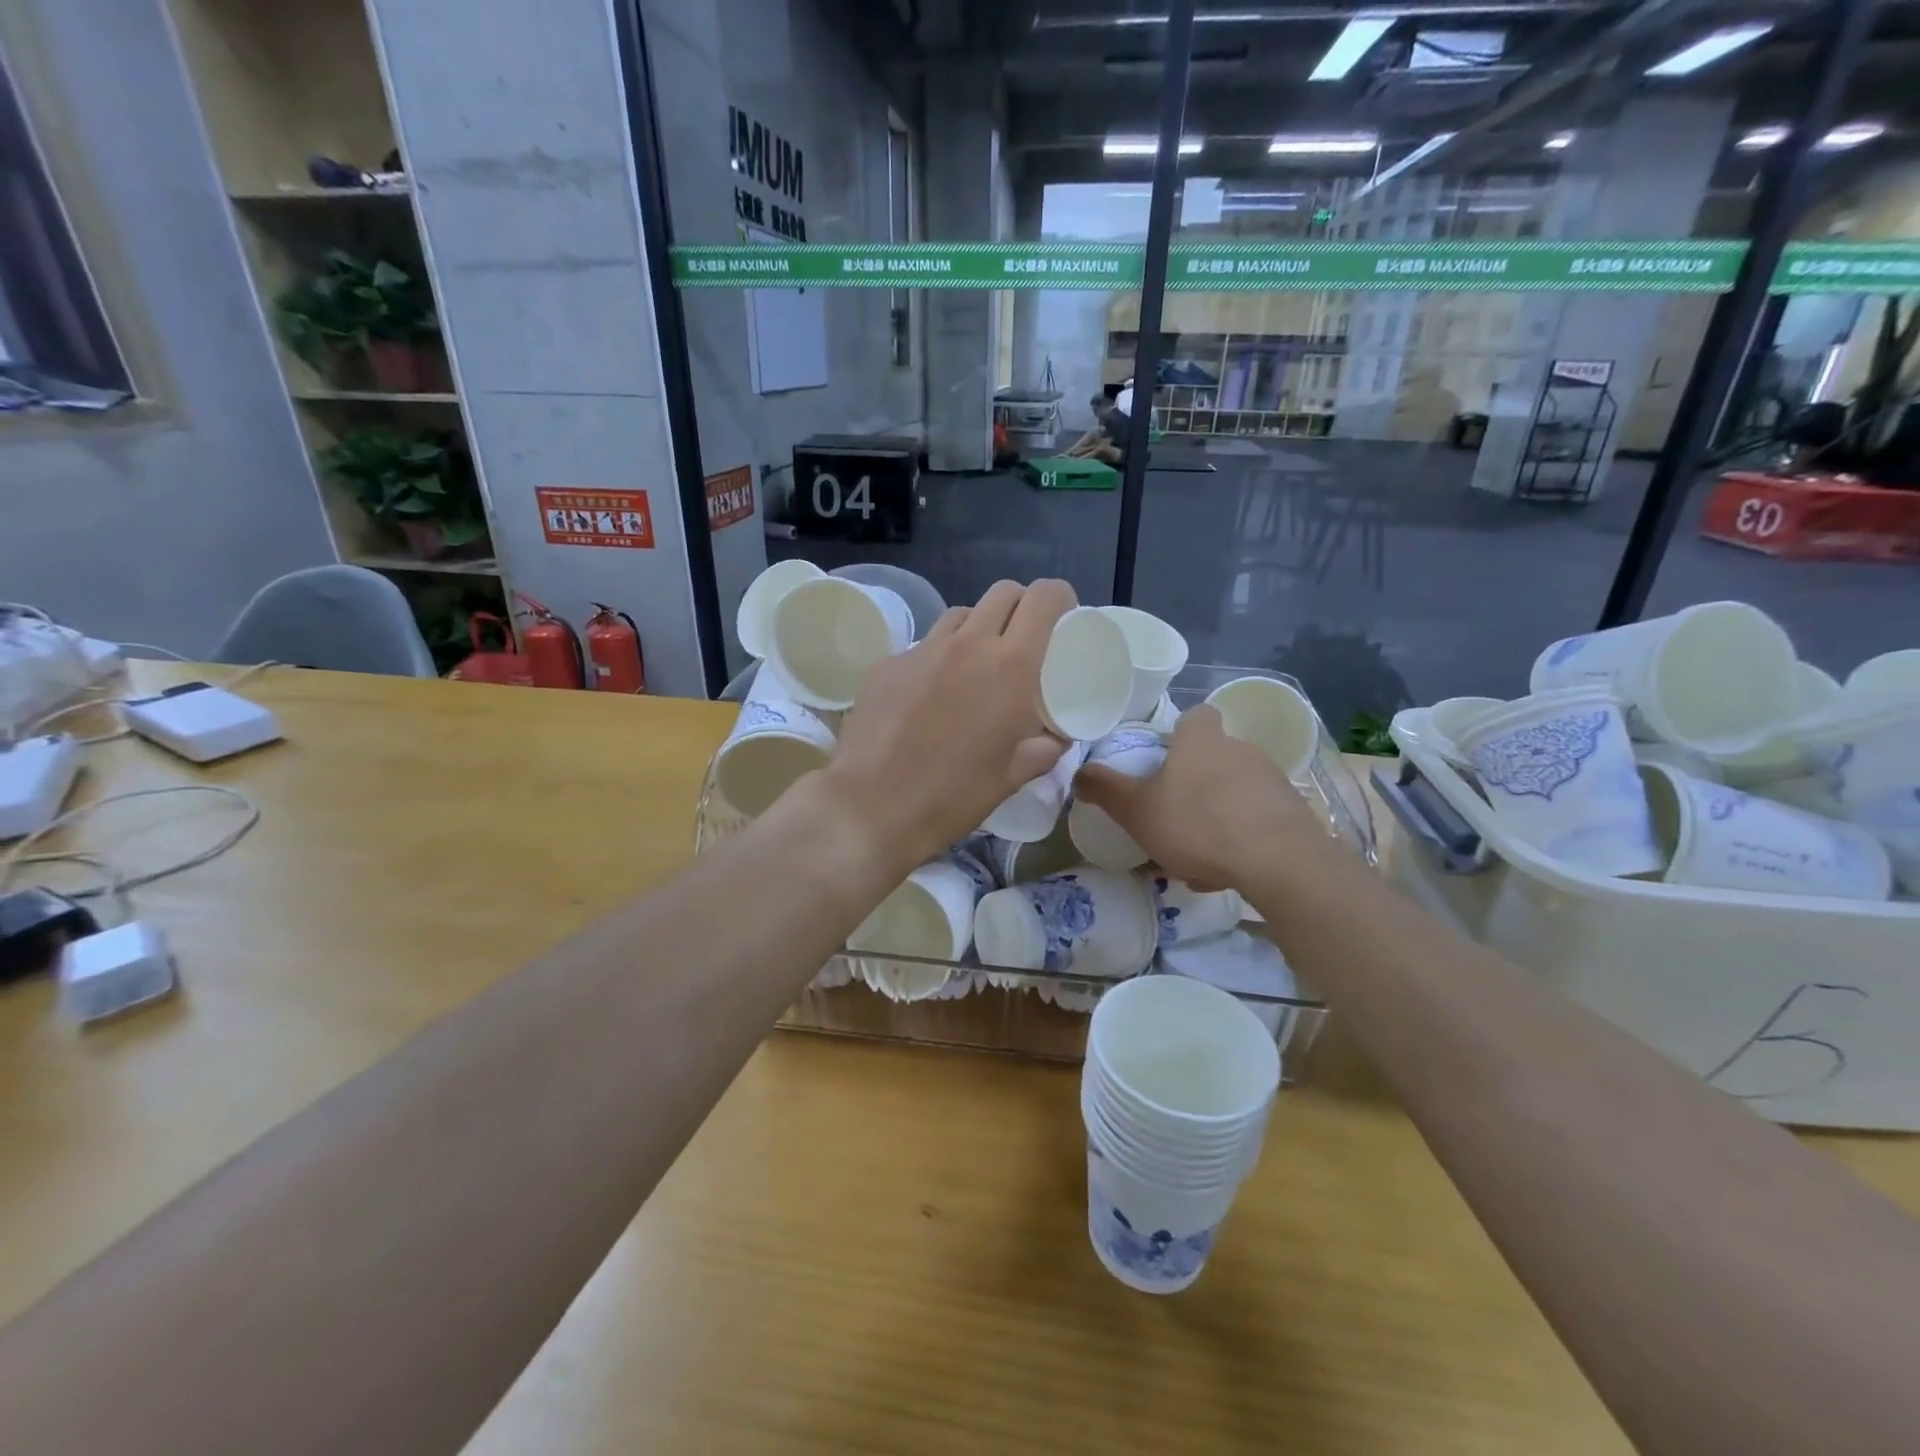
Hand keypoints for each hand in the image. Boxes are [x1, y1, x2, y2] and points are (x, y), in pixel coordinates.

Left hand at [821, 580, 1075, 870]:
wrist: (871, 807)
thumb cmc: (952, 796)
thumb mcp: (1010, 778)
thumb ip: (1043, 750)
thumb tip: (1055, 739)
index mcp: (1010, 667)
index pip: (1044, 598)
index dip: (1060, 600)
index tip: (1063, 621)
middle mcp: (967, 644)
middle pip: (1003, 593)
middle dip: (1020, 607)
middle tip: (1022, 642)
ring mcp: (922, 650)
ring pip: (960, 614)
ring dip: (977, 628)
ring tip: (974, 665)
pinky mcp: (886, 664)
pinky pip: (922, 646)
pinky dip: (937, 658)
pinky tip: (929, 694)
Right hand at [1074, 704, 1326, 892]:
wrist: (1277, 861)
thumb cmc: (1197, 824)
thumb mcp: (1137, 811)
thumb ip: (1105, 790)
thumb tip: (1079, 772)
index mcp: (1201, 740)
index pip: (1195, 716)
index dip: (1180, 733)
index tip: (1166, 757)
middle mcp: (1240, 748)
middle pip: (1214, 755)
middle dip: (1195, 780)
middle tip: (1173, 814)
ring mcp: (1271, 779)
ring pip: (1235, 790)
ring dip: (1217, 813)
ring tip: (1197, 854)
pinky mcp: (1293, 811)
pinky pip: (1256, 818)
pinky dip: (1241, 837)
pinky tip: (1225, 869)